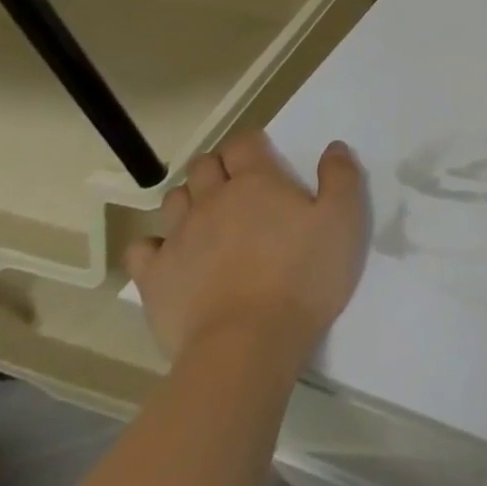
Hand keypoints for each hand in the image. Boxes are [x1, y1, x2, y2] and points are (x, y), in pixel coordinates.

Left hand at [125, 132, 368, 373]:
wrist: (248, 342)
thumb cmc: (305, 275)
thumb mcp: (344, 220)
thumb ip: (341, 177)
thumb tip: (333, 147)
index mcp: (257, 182)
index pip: (244, 143)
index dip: (253, 144)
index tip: (266, 156)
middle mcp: (211, 200)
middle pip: (204, 166)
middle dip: (219, 167)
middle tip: (240, 186)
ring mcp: (177, 238)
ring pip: (173, 200)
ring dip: (190, 200)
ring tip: (209, 218)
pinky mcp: (154, 277)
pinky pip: (142, 248)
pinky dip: (155, 245)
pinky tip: (172, 255)